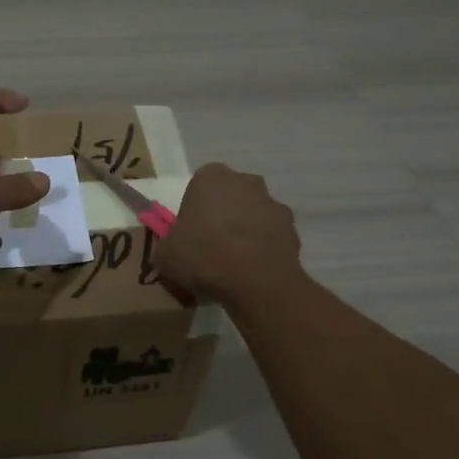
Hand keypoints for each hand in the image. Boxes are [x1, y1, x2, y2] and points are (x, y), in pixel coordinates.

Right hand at [153, 163, 300, 305]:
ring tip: (234, 264)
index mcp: (211, 177)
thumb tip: (170, 249)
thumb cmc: (203, 256)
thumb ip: (166, 245)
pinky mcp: (293, 228)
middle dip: (223, 215)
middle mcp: (245, 181)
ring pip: (253, 214)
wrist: (256, 281)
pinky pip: (271, 235)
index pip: (199, 186)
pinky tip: (253, 271)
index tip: (190, 234)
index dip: (194, 210)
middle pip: (229, 196)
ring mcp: (273, 203)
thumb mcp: (165, 255)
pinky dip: (264, 248)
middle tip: (211, 247)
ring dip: (246, 231)